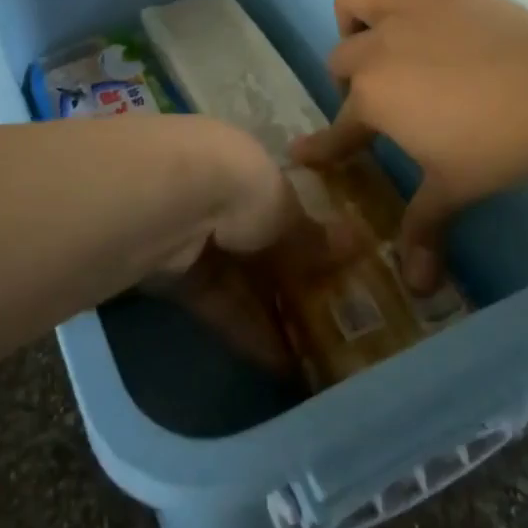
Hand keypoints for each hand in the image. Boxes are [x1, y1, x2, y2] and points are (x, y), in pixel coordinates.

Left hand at [155, 117, 360, 372]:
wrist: (170, 200)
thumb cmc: (239, 184)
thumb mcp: (285, 207)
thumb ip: (310, 233)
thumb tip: (356, 241)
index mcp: (242, 165)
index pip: (275, 203)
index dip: (301, 236)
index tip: (329, 270)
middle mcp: (213, 194)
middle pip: (254, 244)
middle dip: (285, 281)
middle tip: (322, 321)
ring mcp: (190, 234)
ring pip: (236, 277)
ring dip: (268, 313)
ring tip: (308, 356)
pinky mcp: (171, 274)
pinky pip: (215, 303)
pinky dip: (244, 329)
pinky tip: (277, 363)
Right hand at [291, 0, 527, 292]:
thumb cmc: (497, 145)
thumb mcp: (454, 190)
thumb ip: (424, 231)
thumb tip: (416, 289)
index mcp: (372, 100)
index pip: (337, 129)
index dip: (320, 145)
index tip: (302, 153)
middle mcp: (375, 50)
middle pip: (340, 59)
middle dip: (346, 81)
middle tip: (374, 102)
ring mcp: (407, 11)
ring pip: (354, 0)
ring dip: (351, 15)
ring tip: (366, 32)